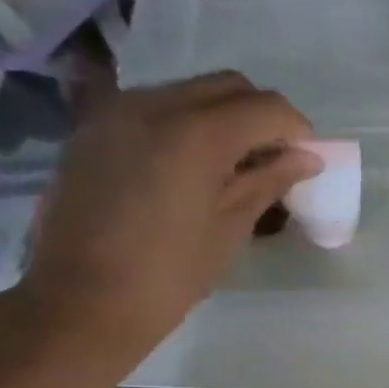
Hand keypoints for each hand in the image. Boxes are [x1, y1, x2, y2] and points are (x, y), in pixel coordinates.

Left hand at [8, 71, 319, 378]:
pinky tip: (191, 167)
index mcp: (195, 135)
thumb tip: (306, 158)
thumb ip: (268, 181)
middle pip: (228, 86)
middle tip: (276, 158)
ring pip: (190, 91)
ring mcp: (117, 113)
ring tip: (234, 164)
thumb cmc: (169, 275)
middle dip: (261, 115)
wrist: (80, 301)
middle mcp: (153, 106)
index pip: (266, 107)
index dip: (297, 129)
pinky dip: (186, 124)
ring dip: (223, 116)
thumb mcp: (230, 228)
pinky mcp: (94, 129)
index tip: (307, 159)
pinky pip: (155, 107)